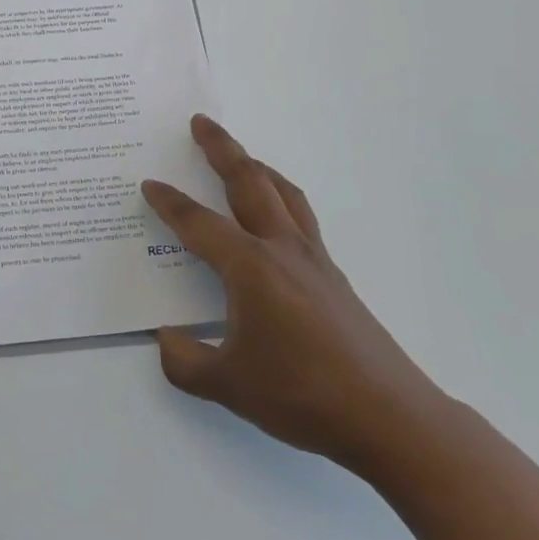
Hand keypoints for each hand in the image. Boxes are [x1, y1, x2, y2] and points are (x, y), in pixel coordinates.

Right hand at [143, 116, 448, 476]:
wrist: (388, 417)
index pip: (198, 223)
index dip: (170, 202)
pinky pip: (301, 217)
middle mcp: (281, 249)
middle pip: (248, 182)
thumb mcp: (227, 384)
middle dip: (222, 149)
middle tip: (201, 122)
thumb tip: (166, 338)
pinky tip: (276, 216)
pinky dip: (281, 197)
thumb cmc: (301, 395)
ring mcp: (314, 260)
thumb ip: (185, 360)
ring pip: (282, 193)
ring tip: (241, 155)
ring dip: (257, 167)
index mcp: (249, 267)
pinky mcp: (334, 276)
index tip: (150, 184)